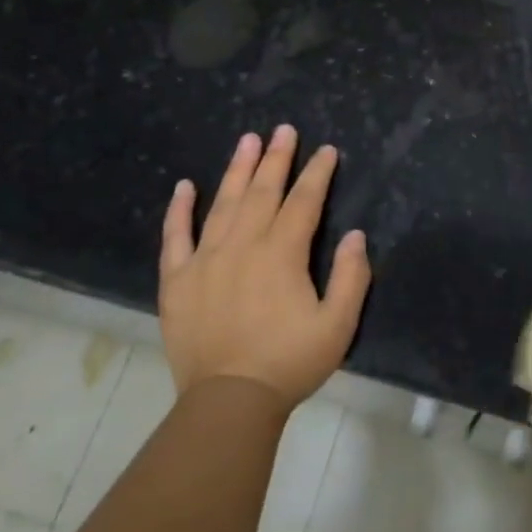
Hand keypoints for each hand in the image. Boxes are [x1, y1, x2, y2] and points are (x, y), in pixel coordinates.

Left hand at [159, 125, 371, 408]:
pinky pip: (175, 236)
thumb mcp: (338, 325)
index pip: (304, 201)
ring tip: (247, 140)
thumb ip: (352, 277)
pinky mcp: (177, 280)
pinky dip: (179, 209)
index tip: (326, 151)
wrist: (228, 402)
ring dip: (236, 169)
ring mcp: (205, 260)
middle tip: (283, 129)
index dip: (317, 173)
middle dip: (276, 158)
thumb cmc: (289, 363)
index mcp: (282, 254)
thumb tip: (355, 235)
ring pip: (223, 203)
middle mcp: (243, 245)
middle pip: (262, 191)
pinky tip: (185, 186)